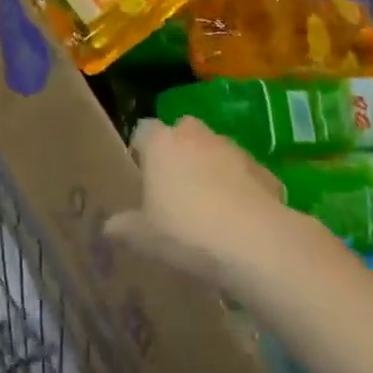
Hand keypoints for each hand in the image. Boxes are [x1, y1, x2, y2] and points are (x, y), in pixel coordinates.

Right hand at [106, 118, 288, 287]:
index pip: (143, 130)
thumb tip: (109, 227)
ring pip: (215, 150)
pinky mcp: (263, 168)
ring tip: (210, 206)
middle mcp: (195, 135)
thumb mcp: (145, 237)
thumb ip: (125, 227)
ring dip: (211, 167)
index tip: (143, 176)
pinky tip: (240, 218)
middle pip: (182, 132)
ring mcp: (232, 148)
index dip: (142, 150)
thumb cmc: (186, 231)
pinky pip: (244, 172)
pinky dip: (241, 187)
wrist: (255, 242)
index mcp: (161, 143)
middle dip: (179, 152)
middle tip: (176, 188)